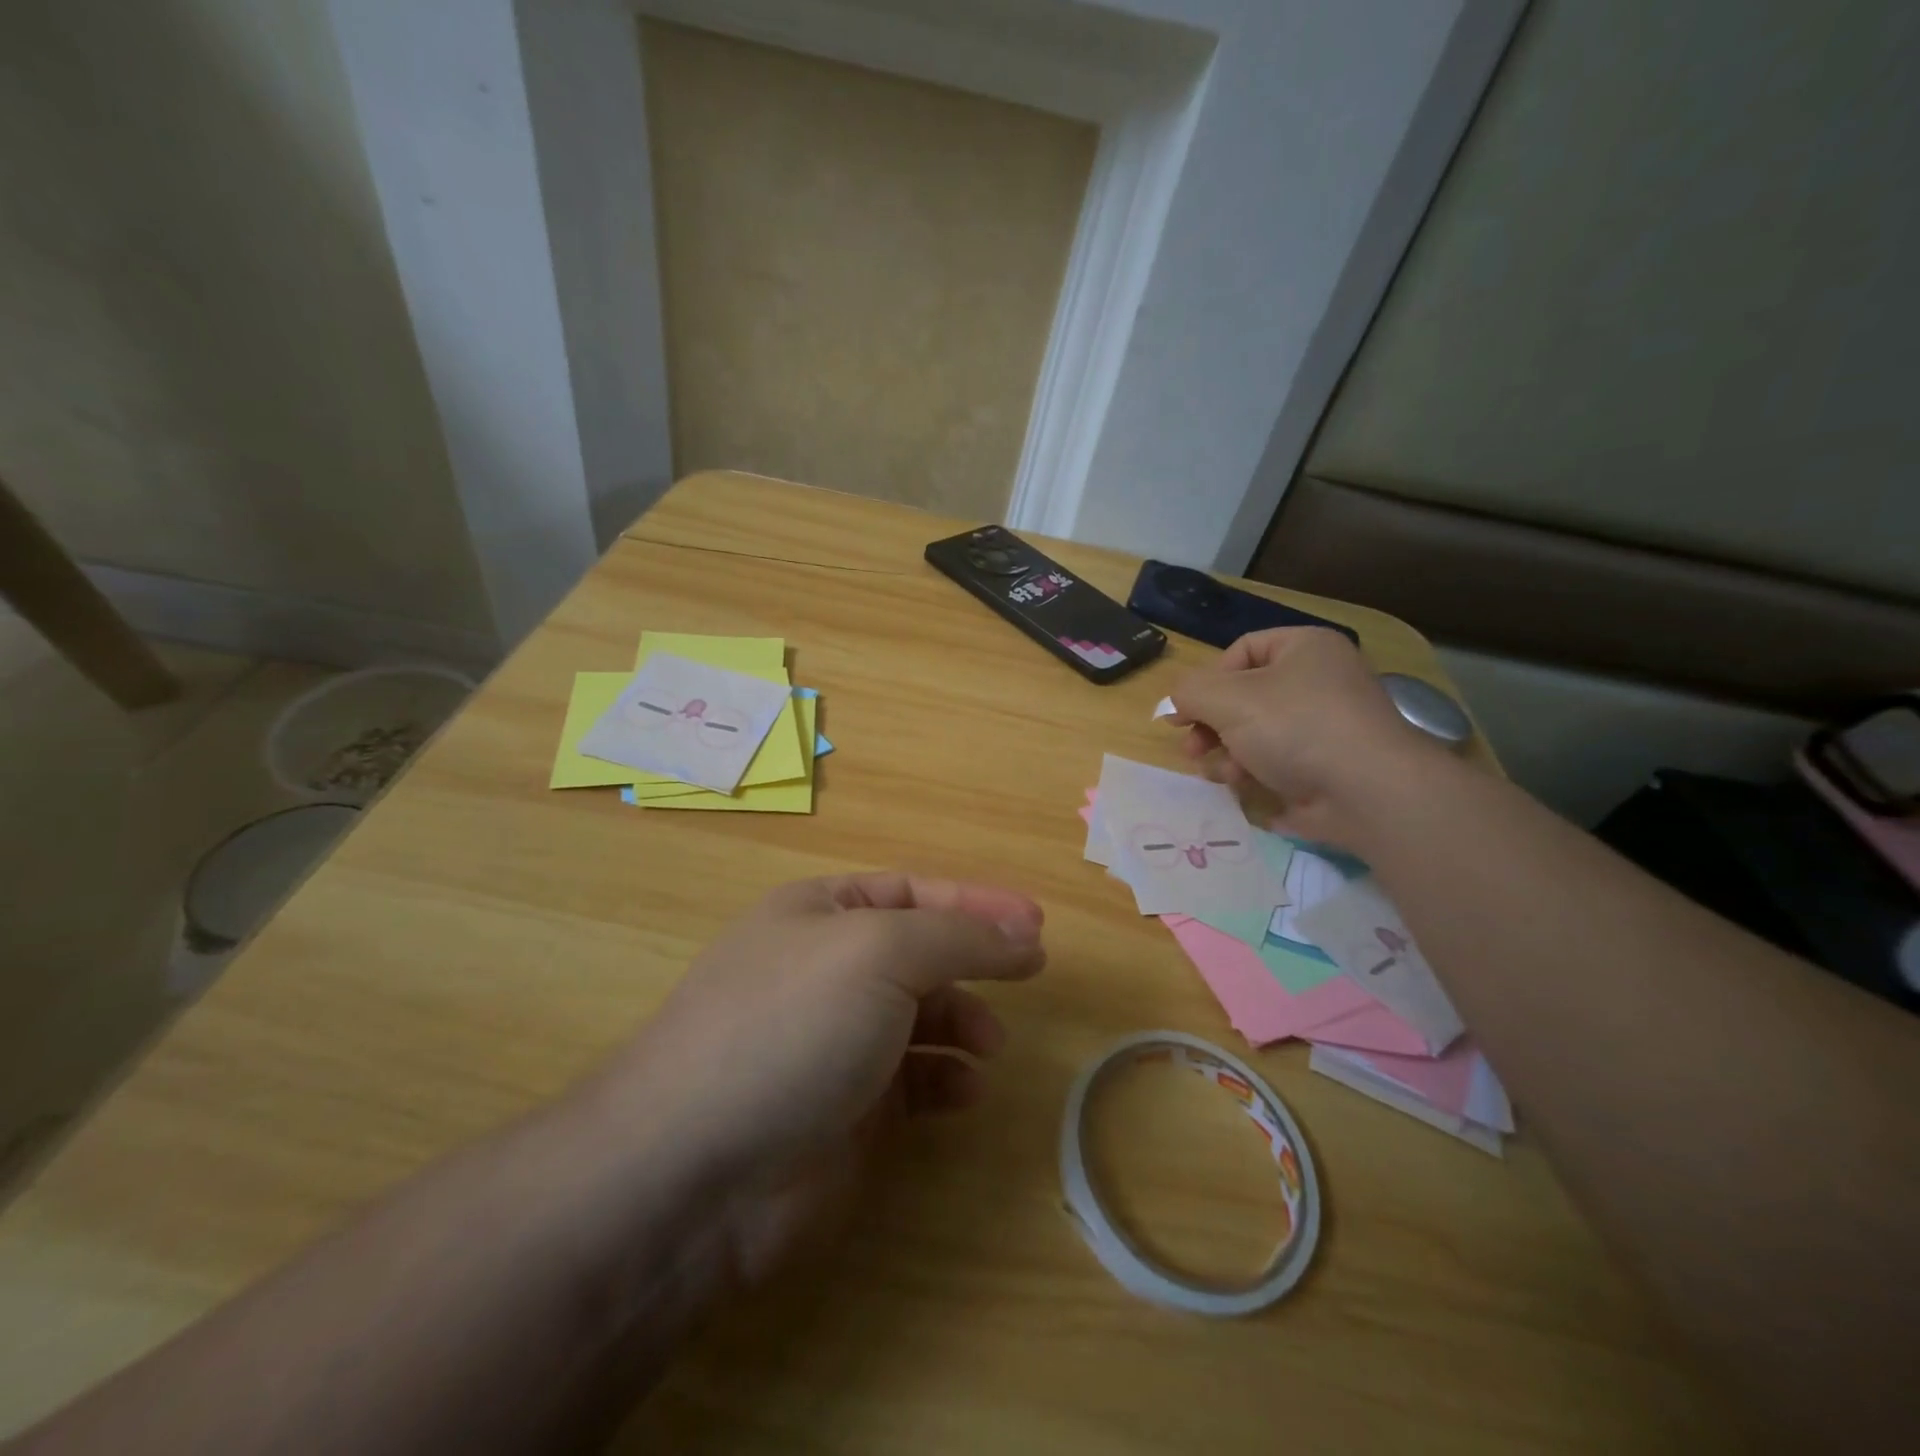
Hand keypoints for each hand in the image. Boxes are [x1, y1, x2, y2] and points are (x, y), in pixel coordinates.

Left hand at [596, 873, 1044, 1288]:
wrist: (695, 1171)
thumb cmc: (791, 1026)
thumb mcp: (880, 952)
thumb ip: (959, 936)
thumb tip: (1021, 932)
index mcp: (820, 913)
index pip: (913, 891)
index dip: (976, 901)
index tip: (1035, 922)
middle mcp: (826, 969)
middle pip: (920, 952)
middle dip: (973, 962)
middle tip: (1027, 976)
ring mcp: (834, 1041)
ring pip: (920, 1017)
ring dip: (963, 1022)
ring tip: (989, 1045)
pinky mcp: (845, 1110)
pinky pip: (911, 1080)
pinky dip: (944, 1079)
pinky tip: (964, 1091)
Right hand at [1168, 627, 1443, 845]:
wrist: (1368, 792)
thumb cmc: (1295, 728)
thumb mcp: (1226, 699)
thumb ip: (1188, 692)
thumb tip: (1176, 702)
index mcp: (1305, 648)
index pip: (1241, 650)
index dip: (1206, 680)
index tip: (1185, 713)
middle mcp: (1320, 680)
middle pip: (1244, 696)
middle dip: (1211, 725)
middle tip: (1191, 748)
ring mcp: (1327, 725)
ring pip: (1256, 732)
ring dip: (1227, 752)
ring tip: (1219, 772)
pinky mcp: (1328, 765)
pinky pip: (1278, 760)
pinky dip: (1254, 771)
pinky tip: (1242, 787)